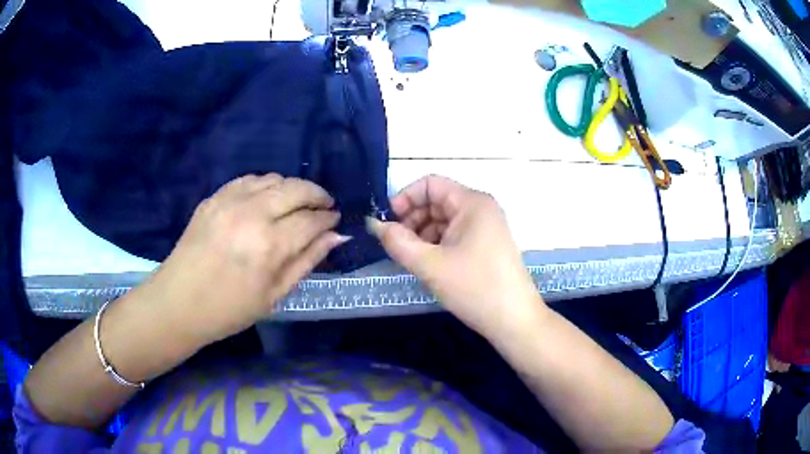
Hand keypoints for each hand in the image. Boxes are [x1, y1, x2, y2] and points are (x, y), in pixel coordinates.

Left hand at [144, 173, 347, 346]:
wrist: (180, 302)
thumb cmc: (230, 309)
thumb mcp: (274, 295)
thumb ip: (307, 261)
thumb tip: (336, 237)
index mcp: (270, 245)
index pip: (311, 220)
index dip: (328, 219)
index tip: (335, 220)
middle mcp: (252, 214)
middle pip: (296, 188)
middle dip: (317, 194)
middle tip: (324, 206)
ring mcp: (230, 201)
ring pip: (274, 179)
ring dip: (292, 188)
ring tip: (296, 204)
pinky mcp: (214, 197)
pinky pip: (248, 180)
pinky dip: (265, 185)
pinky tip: (267, 199)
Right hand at [368, 175, 546, 337]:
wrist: (514, 320)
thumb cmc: (474, 288)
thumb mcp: (430, 265)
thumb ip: (398, 242)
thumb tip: (374, 224)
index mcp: (472, 203)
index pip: (430, 184)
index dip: (405, 198)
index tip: (388, 223)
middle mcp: (481, 208)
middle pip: (437, 201)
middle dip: (412, 219)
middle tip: (397, 245)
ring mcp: (486, 227)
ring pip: (444, 220)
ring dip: (422, 234)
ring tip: (411, 259)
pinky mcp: (486, 245)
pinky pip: (455, 235)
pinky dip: (437, 245)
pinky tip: (428, 265)